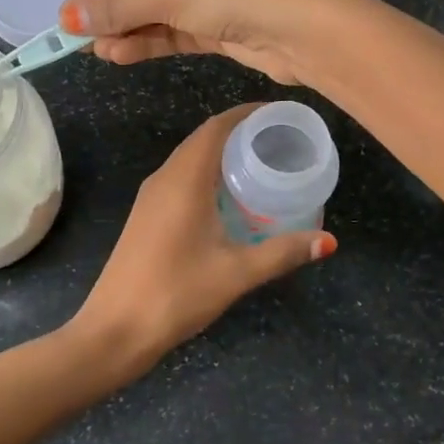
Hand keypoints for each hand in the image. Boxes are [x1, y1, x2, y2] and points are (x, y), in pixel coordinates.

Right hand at [60, 0, 350, 84]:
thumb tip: (69, 19)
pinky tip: (123, 56)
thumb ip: (119, 8)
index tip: (65, 17)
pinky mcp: (221, 25)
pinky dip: (151, 42)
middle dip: (111, 13)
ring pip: (158, 12)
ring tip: (99, 53)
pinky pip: (176, 31)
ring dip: (129, 32)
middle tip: (78, 41)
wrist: (304, 28)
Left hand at [73, 104, 336, 367]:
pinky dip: (207, 173)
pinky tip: (229, 197)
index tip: (279, 115)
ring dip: (222, 153)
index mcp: (184, 180)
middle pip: (203, 138)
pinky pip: (180, 177)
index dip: (247, 114)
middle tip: (279, 140)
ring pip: (190, 158)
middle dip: (240, 131)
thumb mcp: (236, 273)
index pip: (217, 127)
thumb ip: (283, 253)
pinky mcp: (146, 215)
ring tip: (261, 163)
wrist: (114, 330)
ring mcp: (150, 197)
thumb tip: (328, 241)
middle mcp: (164, 178)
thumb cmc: (176, 293)